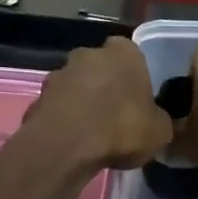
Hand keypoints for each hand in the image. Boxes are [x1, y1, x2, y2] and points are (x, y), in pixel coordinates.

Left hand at [21, 38, 172, 172]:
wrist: (66, 146)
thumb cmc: (121, 128)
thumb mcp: (160, 131)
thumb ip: (159, 119)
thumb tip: (156, 122)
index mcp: (123, 52)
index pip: (131, 53)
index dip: (134, 74)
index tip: (138, 96)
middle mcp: (88, 54)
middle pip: (100, 65)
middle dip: (105, 84)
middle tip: (115, 113)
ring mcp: (59, 73)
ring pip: (76, 84)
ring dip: (82, 101)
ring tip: (91, 131)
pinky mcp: (38, 97)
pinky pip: (57, 106)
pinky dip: (63, 118)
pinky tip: (71, 141)